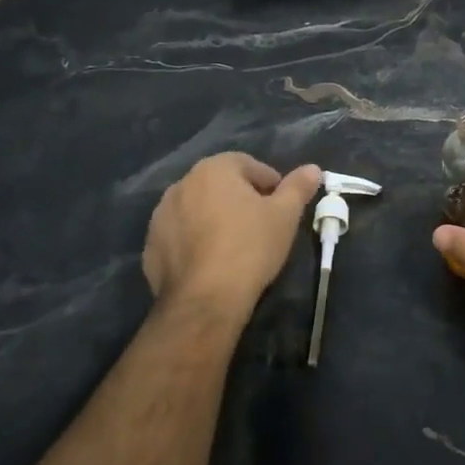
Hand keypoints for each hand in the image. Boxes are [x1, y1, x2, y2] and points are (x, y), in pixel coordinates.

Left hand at [144, 154, 321, 316]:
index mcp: (213, 170)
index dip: (269, 183)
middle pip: (219, 185)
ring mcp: (160, 216)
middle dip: (240, 199)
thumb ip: (298, 187)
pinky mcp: (150, 247)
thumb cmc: (250, 247)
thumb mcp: (285, 215)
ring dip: (214, 219)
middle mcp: (181, 185)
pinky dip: (195, 242)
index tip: (282, 206)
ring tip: (235, 245)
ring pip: (197, 210)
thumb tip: (313, 169)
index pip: (247, 164)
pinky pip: (180, 236)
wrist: (205, 299)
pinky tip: (211, 263)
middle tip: (261, 224)